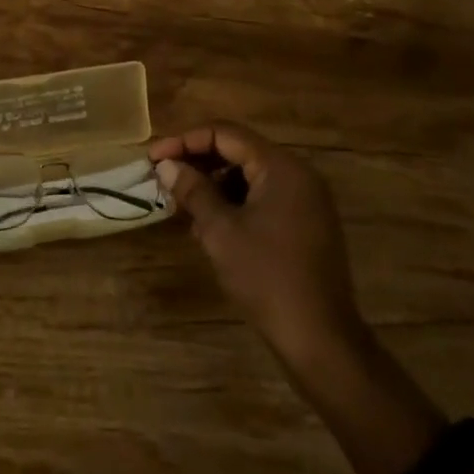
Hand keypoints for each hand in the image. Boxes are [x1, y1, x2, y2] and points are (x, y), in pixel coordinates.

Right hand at [150, 123, 365, 375]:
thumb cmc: (266, 278)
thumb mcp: (220, 231)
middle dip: (198, 162)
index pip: (226, 134)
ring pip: (249, 176)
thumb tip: (166, 165)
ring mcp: (306, 200)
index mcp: (281, 167)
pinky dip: (234, 203)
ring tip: (182, 205)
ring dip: (214, 184)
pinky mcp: (306, 224)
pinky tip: (210, 226)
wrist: (320, 339)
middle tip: (164, 177)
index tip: (153, 158)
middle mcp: (298, 175)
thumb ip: (193, 191)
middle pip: (239, 151)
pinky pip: (263, 198)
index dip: (185, 141)